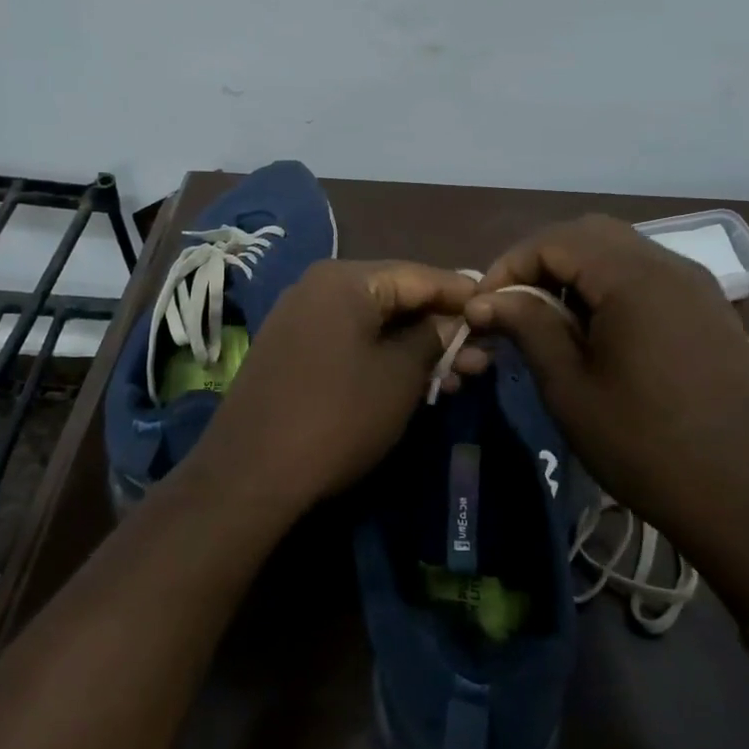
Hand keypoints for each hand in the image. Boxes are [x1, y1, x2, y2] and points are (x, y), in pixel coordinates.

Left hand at [183, 260, 479, 514]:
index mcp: (344, 280)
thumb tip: (452, 323)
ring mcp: (299, 318)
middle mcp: (317, 287)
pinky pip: (349, 341)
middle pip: (395, 297)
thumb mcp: (398, 376)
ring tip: (458, 377)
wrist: (250, 473)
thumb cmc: (337, 416)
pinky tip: (414, 382)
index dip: (462, 294)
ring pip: (373, 324)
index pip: (419, 275)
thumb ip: (432, 339)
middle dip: (440, 327)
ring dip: (416, 348)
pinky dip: (383, 357)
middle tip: (481, 357)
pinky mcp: (290, 351)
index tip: (498, 310)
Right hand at [464, 216, 748, 621]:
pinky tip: (597, 329)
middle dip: (542, 260)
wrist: (748, 498)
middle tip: (513, 304)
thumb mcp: (570, 388)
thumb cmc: (645, 446)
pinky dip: (610, 285)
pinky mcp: (709, 309)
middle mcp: (669, 265)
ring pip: (621, 250)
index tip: (484, 306)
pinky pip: (649, 274)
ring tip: (549, 317)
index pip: (554, 241)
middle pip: (589, 234)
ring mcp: (696, 285)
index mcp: (633, 278)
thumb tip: (484, 300)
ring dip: (576, 271)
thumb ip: (528, 327)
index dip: (510, 265)